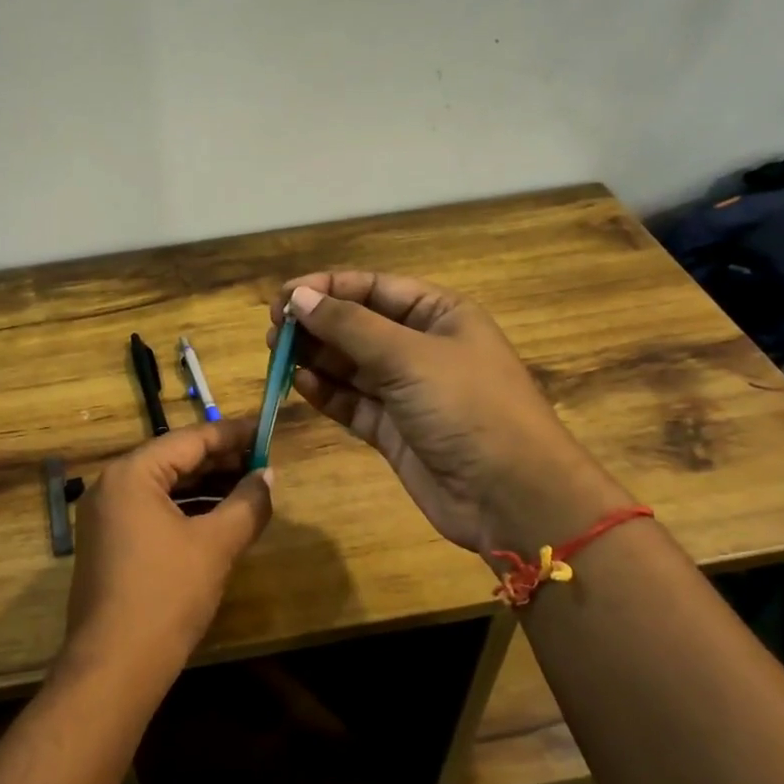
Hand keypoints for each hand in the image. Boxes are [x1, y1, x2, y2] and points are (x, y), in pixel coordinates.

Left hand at [61, 419, 273, 689]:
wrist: (114, 667)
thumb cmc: (167, 595)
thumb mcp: (216, 545)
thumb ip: (248, 503)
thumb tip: (268, 475)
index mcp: (132, 474)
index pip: (190, 439)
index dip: (232, 434)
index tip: (266, 429)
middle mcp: (112, 486)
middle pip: (175, 460)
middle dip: (221, 461)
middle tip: (264, 461)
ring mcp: (105, 517)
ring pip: (165, 487)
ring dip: (206, 487)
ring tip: (249, 488)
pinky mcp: (109, 544)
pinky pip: (153, 512)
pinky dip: (187, 510)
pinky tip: (220, 519)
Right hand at [270, 273, 625, 553]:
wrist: (510, 495)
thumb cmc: (467, 407)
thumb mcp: (408, 356)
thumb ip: (349, 326)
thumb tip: (300, 298)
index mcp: (439, 315)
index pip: (374, 288)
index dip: (328, 288)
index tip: (284, 299)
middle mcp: (422, 347)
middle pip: (357, 325)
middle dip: (317, 325)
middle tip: (274, 332)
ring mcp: (407, 391)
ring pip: (350, 365)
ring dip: (315, 358)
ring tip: (277, 355)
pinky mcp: (393, 430)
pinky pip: (352, 402)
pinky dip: (327, 393)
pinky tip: (300, 384)